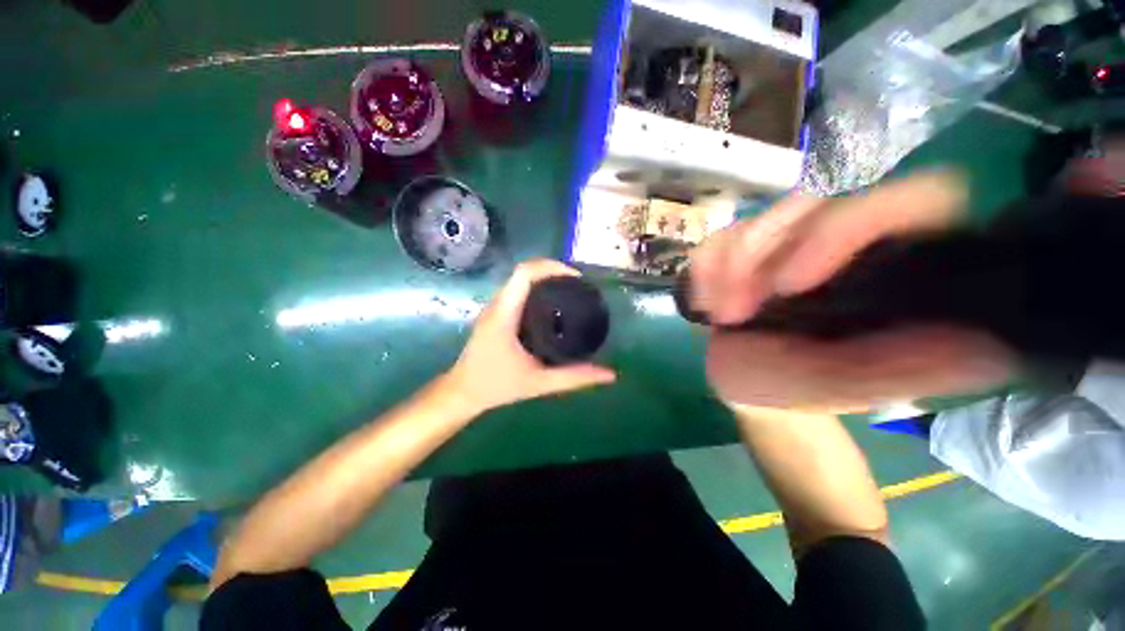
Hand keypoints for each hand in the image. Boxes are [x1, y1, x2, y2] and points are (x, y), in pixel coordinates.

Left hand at [444, 260, 615, 413]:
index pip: (524, 274)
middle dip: (553, 271)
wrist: (462, 393)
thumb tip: (609, 374)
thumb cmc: (496, 386)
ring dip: (544, 278)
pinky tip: (552, 304)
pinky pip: (517, 290)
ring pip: (519, 280)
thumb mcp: (539, 383)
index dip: (551, 267)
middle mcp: (497, 304)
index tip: (576, 278)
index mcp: (504, 314)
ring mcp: (494, 307)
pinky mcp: (495, 313)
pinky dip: (536, 289)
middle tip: (579, 285)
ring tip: (569, 290)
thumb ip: (574, 378)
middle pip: (524, 272)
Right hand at [690, 172, 1016, 412]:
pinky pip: (717, 240)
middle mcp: (842, 243)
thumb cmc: (798, 390)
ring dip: (726, 269)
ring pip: (755, 221)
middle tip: (736, 313)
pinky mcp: (742, 252)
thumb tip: (992, 347)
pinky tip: (705, 303)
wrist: (749, 387)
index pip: (910, 201)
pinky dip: (704, 270)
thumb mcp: (848, 387)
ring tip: (723, 315)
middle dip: (759, 257)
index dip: (851, 225)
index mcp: (889, 267)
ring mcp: (785, 244)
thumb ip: (907, 369)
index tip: (793, 282)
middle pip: (809, 203)